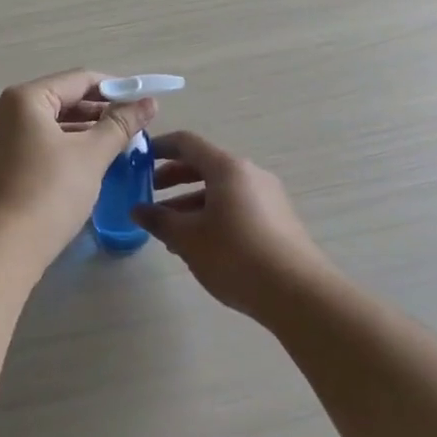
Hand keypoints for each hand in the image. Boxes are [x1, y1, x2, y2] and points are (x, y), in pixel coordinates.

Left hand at [0, 70, 156, 262]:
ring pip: (47, 124)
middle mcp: (3, 111)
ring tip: (115, 143)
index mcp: (24, 99)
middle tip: (131, 125)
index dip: (115, 87)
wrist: (2, 248)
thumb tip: (149, 102)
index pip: (78, 80)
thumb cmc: (50, 193)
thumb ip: (121, 124)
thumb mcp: (92, 155)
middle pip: (60, 99)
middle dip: (97, 110)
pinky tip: (84, 162)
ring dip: (81, 130)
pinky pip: (34, 143)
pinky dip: (60, 146)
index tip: (142, 101)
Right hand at [132, 131, 333, 315]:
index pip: (187, 143)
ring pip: (220, 190)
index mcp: (227, 168)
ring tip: (169, 230)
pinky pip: (236, 206)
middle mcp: (250, 174)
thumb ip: (159, 220)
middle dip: (173, 179)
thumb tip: (138, 209)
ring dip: (191, 203)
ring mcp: (268, 197)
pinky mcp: (277, 220)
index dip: (160, 147)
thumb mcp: (188, 238)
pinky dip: (212, 215)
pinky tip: (199, 245)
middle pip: (204, 166)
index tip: (138, 159)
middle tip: (149, 195)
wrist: (298, 293)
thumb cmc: (235, 255)